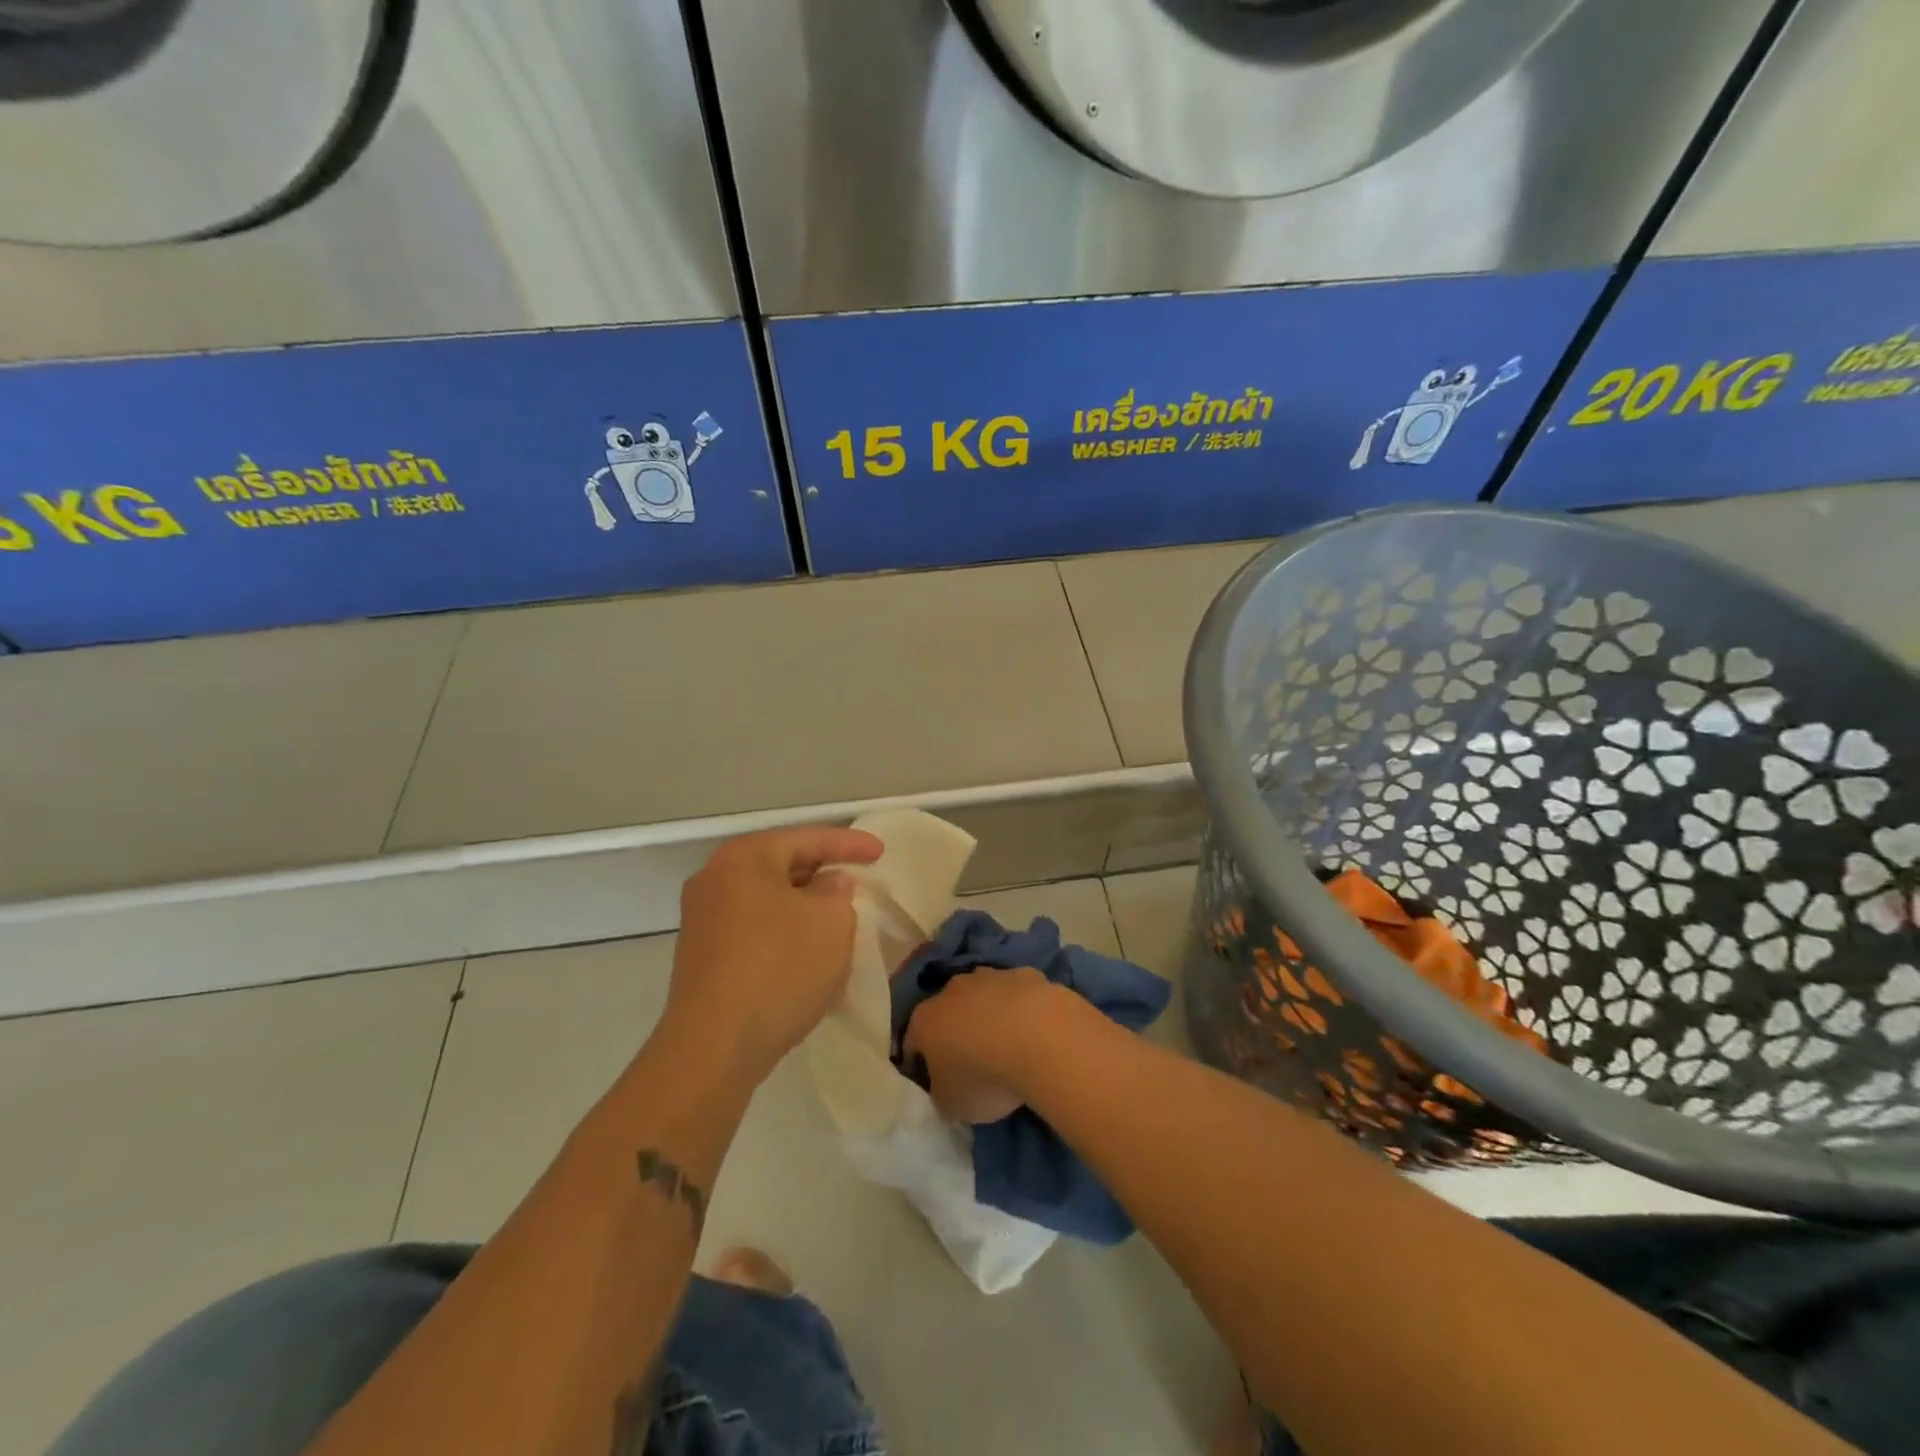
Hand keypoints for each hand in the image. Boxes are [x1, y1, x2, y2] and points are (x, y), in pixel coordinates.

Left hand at [663, 825, 883, 1081]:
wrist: (714, 1047)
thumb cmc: (780, 968)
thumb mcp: (831, 922)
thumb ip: (838, 892)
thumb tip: (828, 884)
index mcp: (744, 858)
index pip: (806, 838)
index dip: (849, 844)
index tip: (881, 853)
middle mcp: (715, 879)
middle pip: (781, 864)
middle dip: (823, 871)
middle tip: (858, 878)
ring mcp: (702, 920)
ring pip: (767, 898)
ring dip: (803, 904)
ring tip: (838, 914)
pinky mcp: (702, 957)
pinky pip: (753, 928)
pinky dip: (784, 930)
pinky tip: (807, 950)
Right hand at [903, 966, 1076, 1123]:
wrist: (1038, 1039)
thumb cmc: (983, 1077)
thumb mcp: (950, 1103)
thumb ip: (941, 1089)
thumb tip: (946, 1082)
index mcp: (925, 1021)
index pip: (913, 1043)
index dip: (920, 1063)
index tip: (933, 1081)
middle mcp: (952, 990)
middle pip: (947, 1011)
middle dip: (956, 1031)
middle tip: (972, 1061)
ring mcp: (990, 976)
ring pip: (983, 994)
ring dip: (989, 1013)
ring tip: (1006, 1044)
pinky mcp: (1025, 974)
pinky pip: (1017, 992)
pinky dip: (1021, 1007)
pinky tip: (1035, 1029)